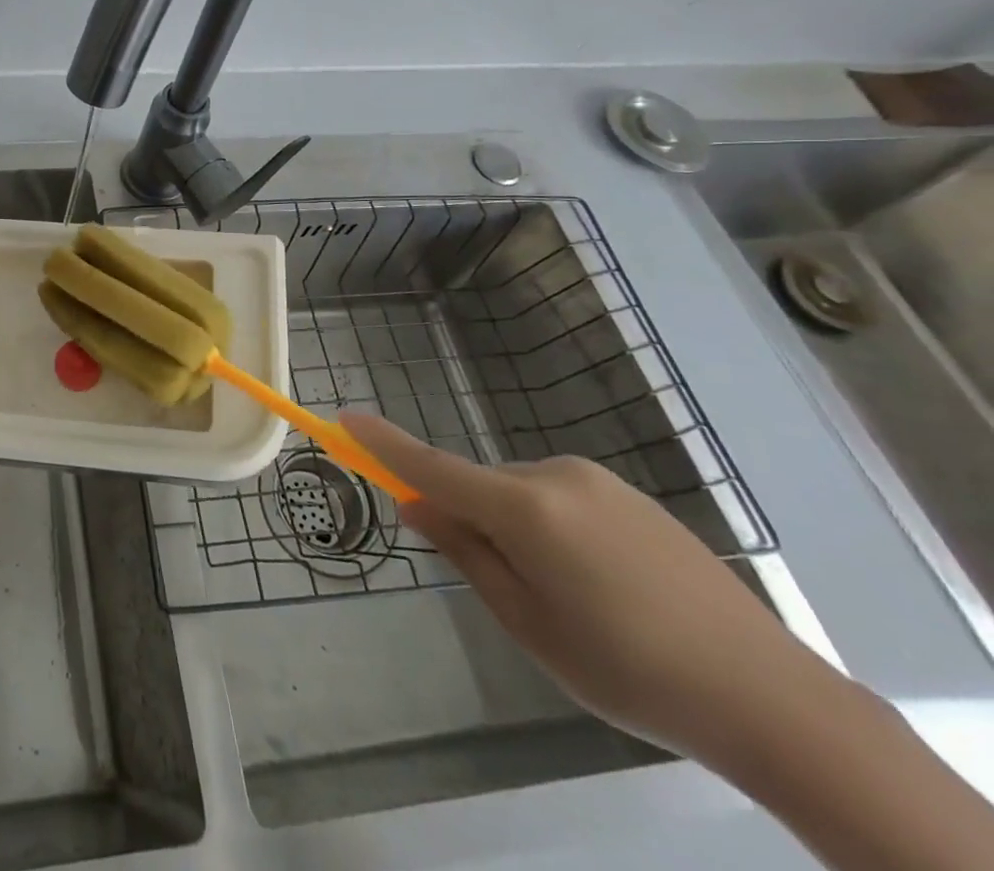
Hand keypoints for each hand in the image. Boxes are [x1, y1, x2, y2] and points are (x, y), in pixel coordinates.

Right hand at [342, 412, 838, 771]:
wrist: (773, 698)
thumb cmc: (629, 670)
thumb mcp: (528, 623)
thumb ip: (466, 553)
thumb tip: (418, 505)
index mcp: (524, 508)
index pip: (432, 466)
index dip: (383, 444)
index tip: (344, 418)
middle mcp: (555, 476)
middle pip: (481, 485)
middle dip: (475, 520)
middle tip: (515, 594)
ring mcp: (599, 481)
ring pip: (522, 493)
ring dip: (519, 528)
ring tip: (575, 601)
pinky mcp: (633, 496)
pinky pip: (562, 499)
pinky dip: (555, 529)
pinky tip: (607, 587)